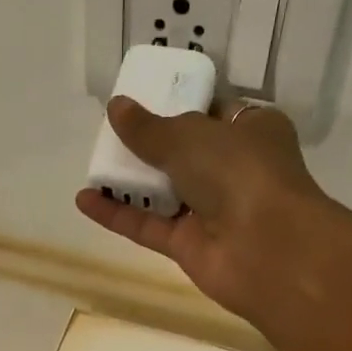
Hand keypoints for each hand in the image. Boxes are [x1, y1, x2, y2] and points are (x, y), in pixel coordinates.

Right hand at [74, 96, 351, 323]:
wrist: (267, 248)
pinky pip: (148, 226)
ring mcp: (212, 212)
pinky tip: (84, 200)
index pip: (212, 113)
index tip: (142, 101)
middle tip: (110, 133)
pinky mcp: (190, 247)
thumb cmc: (240, 172)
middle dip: (150, 145)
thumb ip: (149, 128)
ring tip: (92, 163)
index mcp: (252, 130)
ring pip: (165, 193)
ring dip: (130, 181)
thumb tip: (116, 108)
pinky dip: (118, 214)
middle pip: (185, 154)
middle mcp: (234, 170)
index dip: (178, 106)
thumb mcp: (190, 135)